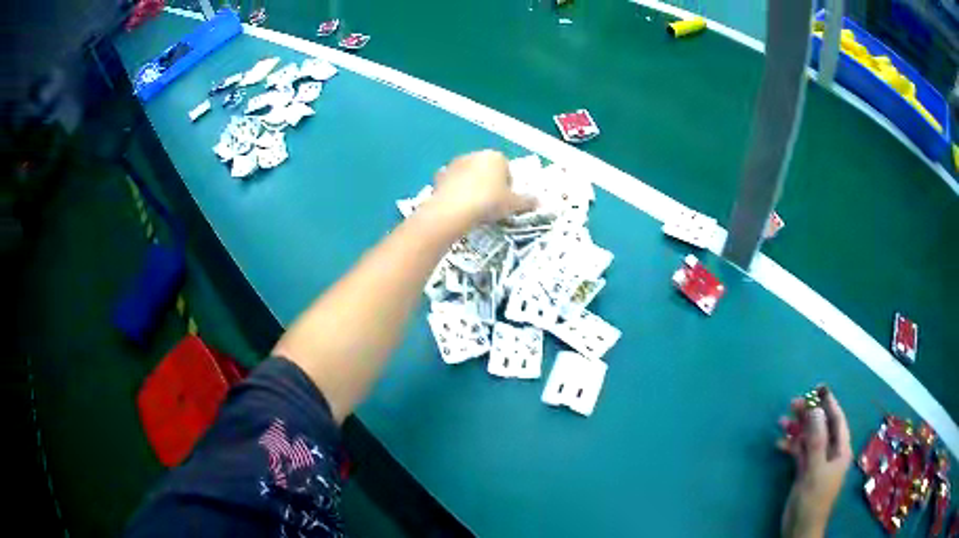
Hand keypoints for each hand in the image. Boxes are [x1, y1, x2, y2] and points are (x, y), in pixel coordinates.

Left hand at [430, 150, 535, 224]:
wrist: (453, 210)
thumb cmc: (489, 202)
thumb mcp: (513, 205)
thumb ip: (527, 201)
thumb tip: (539, 201)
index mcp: (496, 157)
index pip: (507, 170)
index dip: (508, 188)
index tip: (505, 203)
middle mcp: (475, 154)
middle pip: (487, 170)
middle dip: (490, 185)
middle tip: (490, 206)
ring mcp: (455, 163)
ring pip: (469, 176)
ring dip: (472, 187)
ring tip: (473, 208)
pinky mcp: (440, 175)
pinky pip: (453, 183)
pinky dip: (456, 192)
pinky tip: (458, 206)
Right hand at [777, 387, 851, 537]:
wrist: (800, 528)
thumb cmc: (813, 499)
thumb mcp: (815, 469)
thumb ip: (816, 440)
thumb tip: (815, 409)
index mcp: (840, 449)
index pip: (837, 420)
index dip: (829, 402)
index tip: (818, 387)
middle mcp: (831, 452)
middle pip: (821, 426)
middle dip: (809, 414)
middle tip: (793, 403)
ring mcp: (817, 461)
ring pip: (809, 437)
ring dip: (797, 429)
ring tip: (781, 421)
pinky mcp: (805, 470)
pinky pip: (799, 451)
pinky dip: (791, 445)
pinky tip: (780, 443)